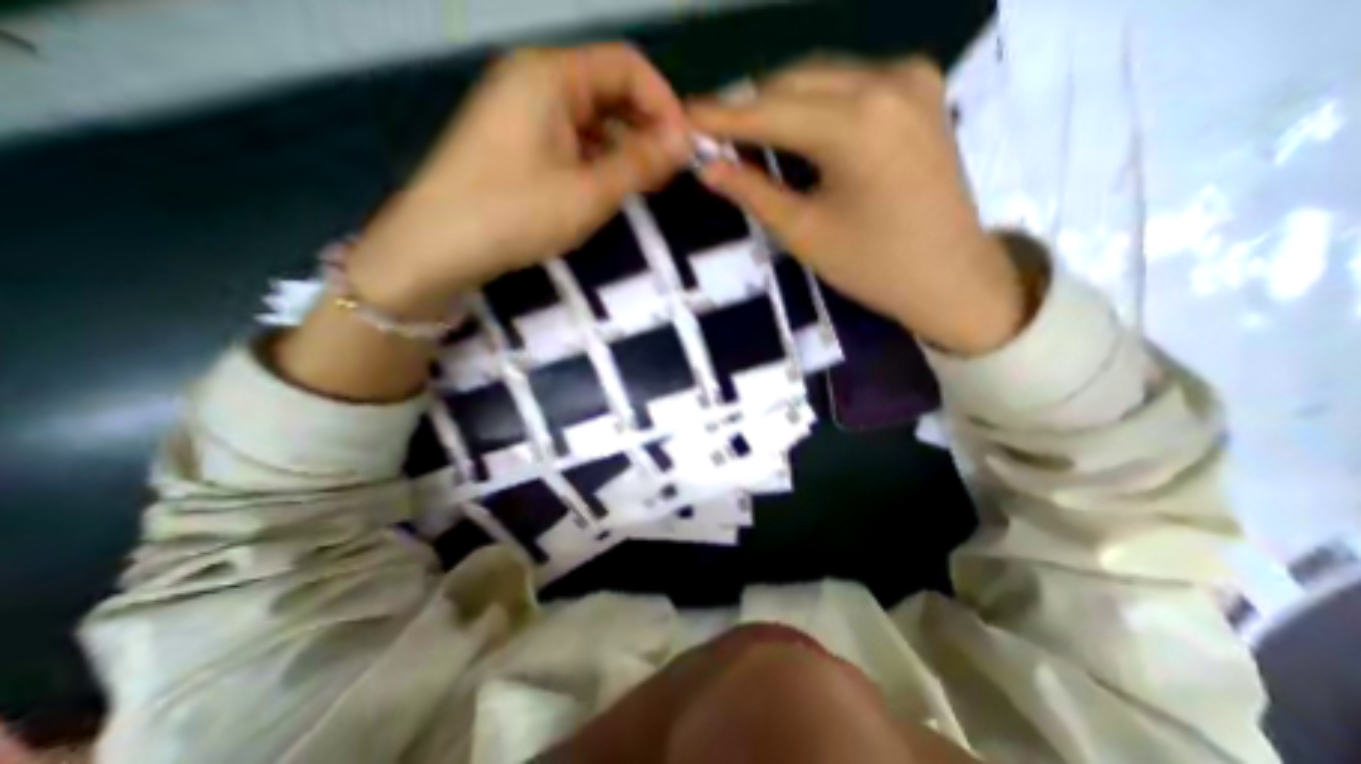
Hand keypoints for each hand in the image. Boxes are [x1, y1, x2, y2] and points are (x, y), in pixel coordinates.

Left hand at [345, 43, 687, 316]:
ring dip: (624, 146)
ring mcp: (522, 110)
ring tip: (644, 184)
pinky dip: (598, 157)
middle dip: (646, 127)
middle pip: (608, 89)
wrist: (440, 246)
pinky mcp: (517, 140)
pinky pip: (571, 137)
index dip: (664, 103)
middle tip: (668, 173)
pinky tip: (609, 185)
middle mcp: (535, 80)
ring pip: (591, 117)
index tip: (685, 148)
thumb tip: (684, 142)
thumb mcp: (589, 192)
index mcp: (551, 75)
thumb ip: (640, 164)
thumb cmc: (516, 213)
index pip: (627, 66)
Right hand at [693, 57, 1032, 353]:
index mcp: (856, 123)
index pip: (769, 110)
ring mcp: (911, 79)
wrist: (951, 277)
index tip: (684, 118)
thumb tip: (708, 167)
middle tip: (714, 136)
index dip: (722, 116)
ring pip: (821, 78)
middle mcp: (886, 81)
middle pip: (794, 82)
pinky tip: (795, 130)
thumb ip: (753, 192)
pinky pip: (850, 85)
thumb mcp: (804, 232)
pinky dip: (814, 104)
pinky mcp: (921, 90)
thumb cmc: (872, 266)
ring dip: (779, 104)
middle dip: (749, 108)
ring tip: (746, 137)